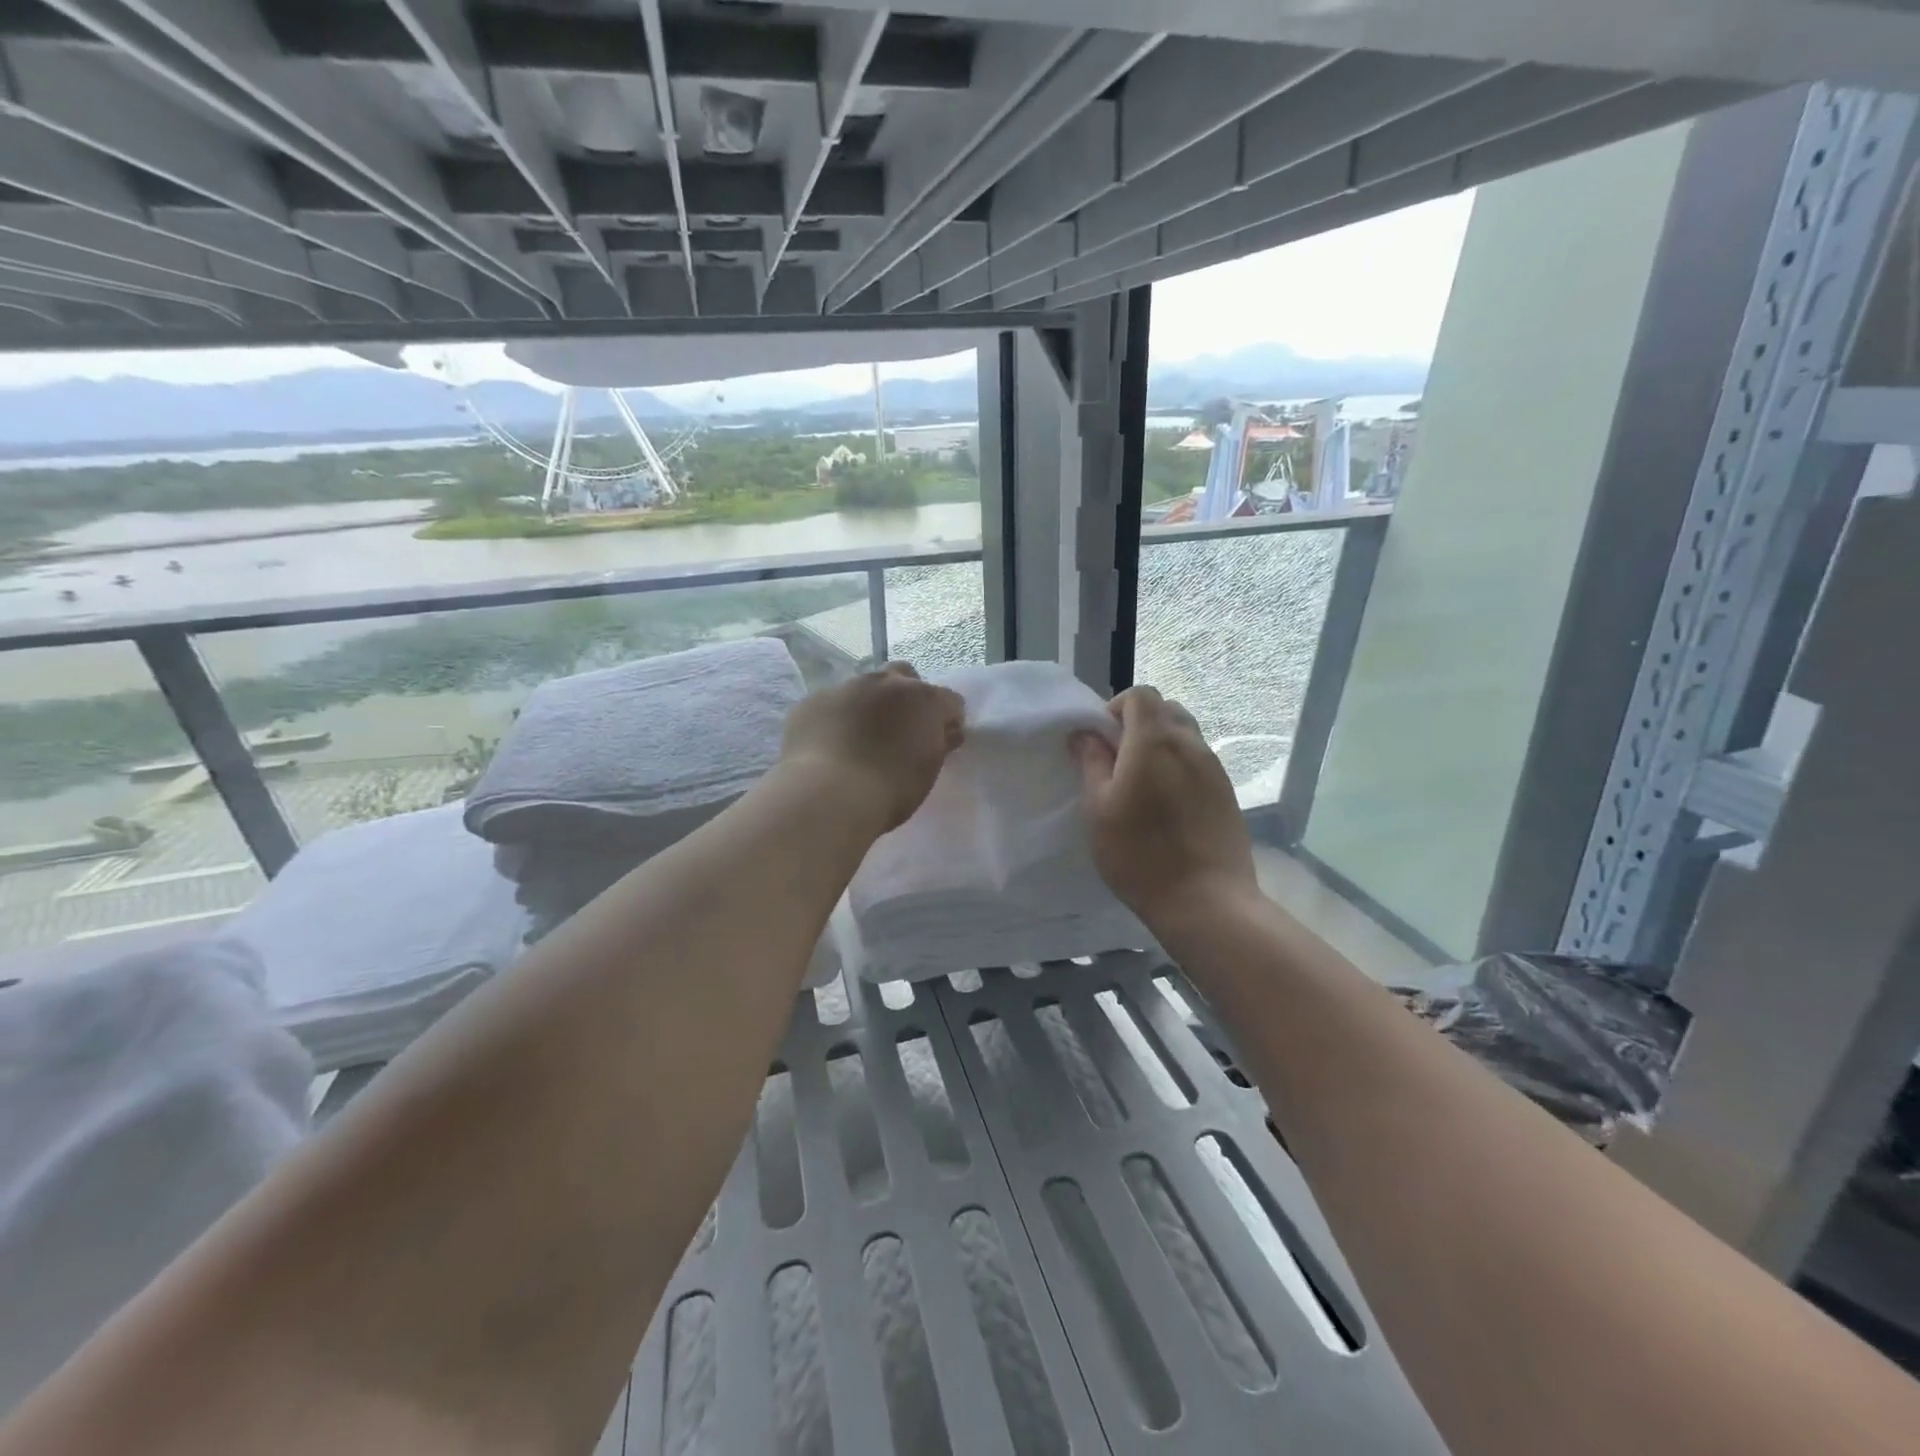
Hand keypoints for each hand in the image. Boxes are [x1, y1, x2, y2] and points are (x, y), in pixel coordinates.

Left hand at [780, 662, 964, 832]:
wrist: (826, 795)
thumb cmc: (889, 790)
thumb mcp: (927, 771)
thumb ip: (938, 743)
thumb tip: (943, 732)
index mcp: (923, 699)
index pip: (949, 701)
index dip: (947, 720)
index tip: (941, 741)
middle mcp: (885, 683)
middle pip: (903, 676)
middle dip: (906, 696)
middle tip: (900, 728)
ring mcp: (845, 687)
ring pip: (863, 687)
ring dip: (868, 705)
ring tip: (860, 738)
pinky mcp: (812, 701)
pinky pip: (831, 704)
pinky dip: (836, 718)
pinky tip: (830, 745)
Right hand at [1073, 686, 1258, 926]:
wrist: (1205, 900)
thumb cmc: (1139, 853)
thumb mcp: (1097, 808)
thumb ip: (1091, 762)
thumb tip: (1086, 734)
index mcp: (1155, 740)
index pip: (1141, 694)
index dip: (1116, 708)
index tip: (1101, 742)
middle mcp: (1190, 744)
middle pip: (1166, 710)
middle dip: (1140, 724)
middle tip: (1118, 761)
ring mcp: (1214, 769)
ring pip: (1185, 736)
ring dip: (1160, 746)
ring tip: (1142, 786)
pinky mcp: (1227, 793)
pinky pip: (1199, 763)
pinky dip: (1179, 768)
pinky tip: (1166, 806)